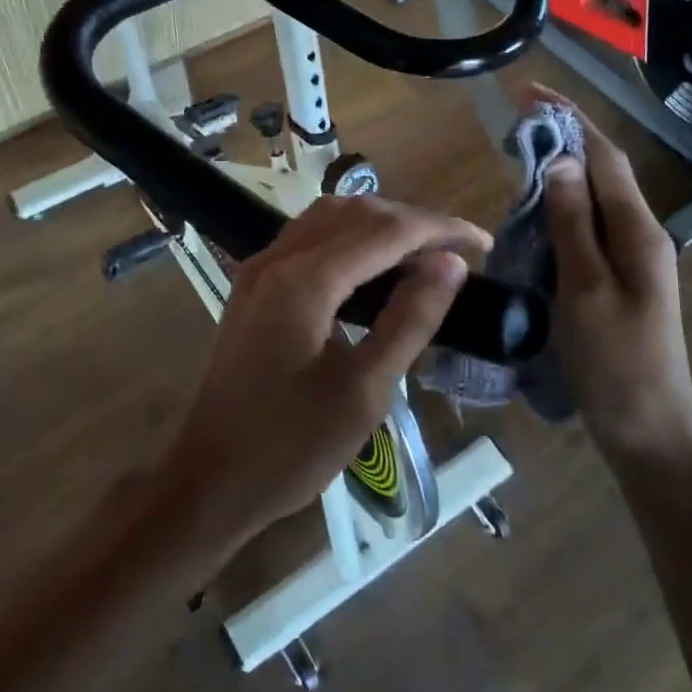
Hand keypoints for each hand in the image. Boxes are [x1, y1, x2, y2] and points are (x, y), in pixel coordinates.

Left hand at [154, 194, 487, 553]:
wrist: (208, 479)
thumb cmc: (290, 448)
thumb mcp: (364, 391)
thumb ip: (409, 320)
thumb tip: (450, 265)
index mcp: (304, 279)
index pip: (386, 230)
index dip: (440, 229)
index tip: (484, 244)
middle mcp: (278, 258)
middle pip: (356, 212)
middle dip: (412, 222)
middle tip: (458, 255)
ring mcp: (260, 269)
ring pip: (329, 217)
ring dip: (379, 225)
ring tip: (423, 256)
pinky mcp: (253, 286)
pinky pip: (309, 239)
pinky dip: (350, 238)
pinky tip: (373, 268)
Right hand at [533, 87, 691, 460]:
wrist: (648, 433)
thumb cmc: (615, 363)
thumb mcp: (585, 289)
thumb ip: (573, 223)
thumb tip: (561, 161)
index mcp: (639, 232)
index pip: (604, 157)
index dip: (571, 119)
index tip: (531, 92)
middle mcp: (641, 236)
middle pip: (603, 173)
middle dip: (564, 139)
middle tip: (515, 125)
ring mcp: (633, 260)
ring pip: (594, 200)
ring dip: (561, 173)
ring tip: (518, 158)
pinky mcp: (618, 281)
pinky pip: (588, 229)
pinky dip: (560, 210)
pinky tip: (534, 214)